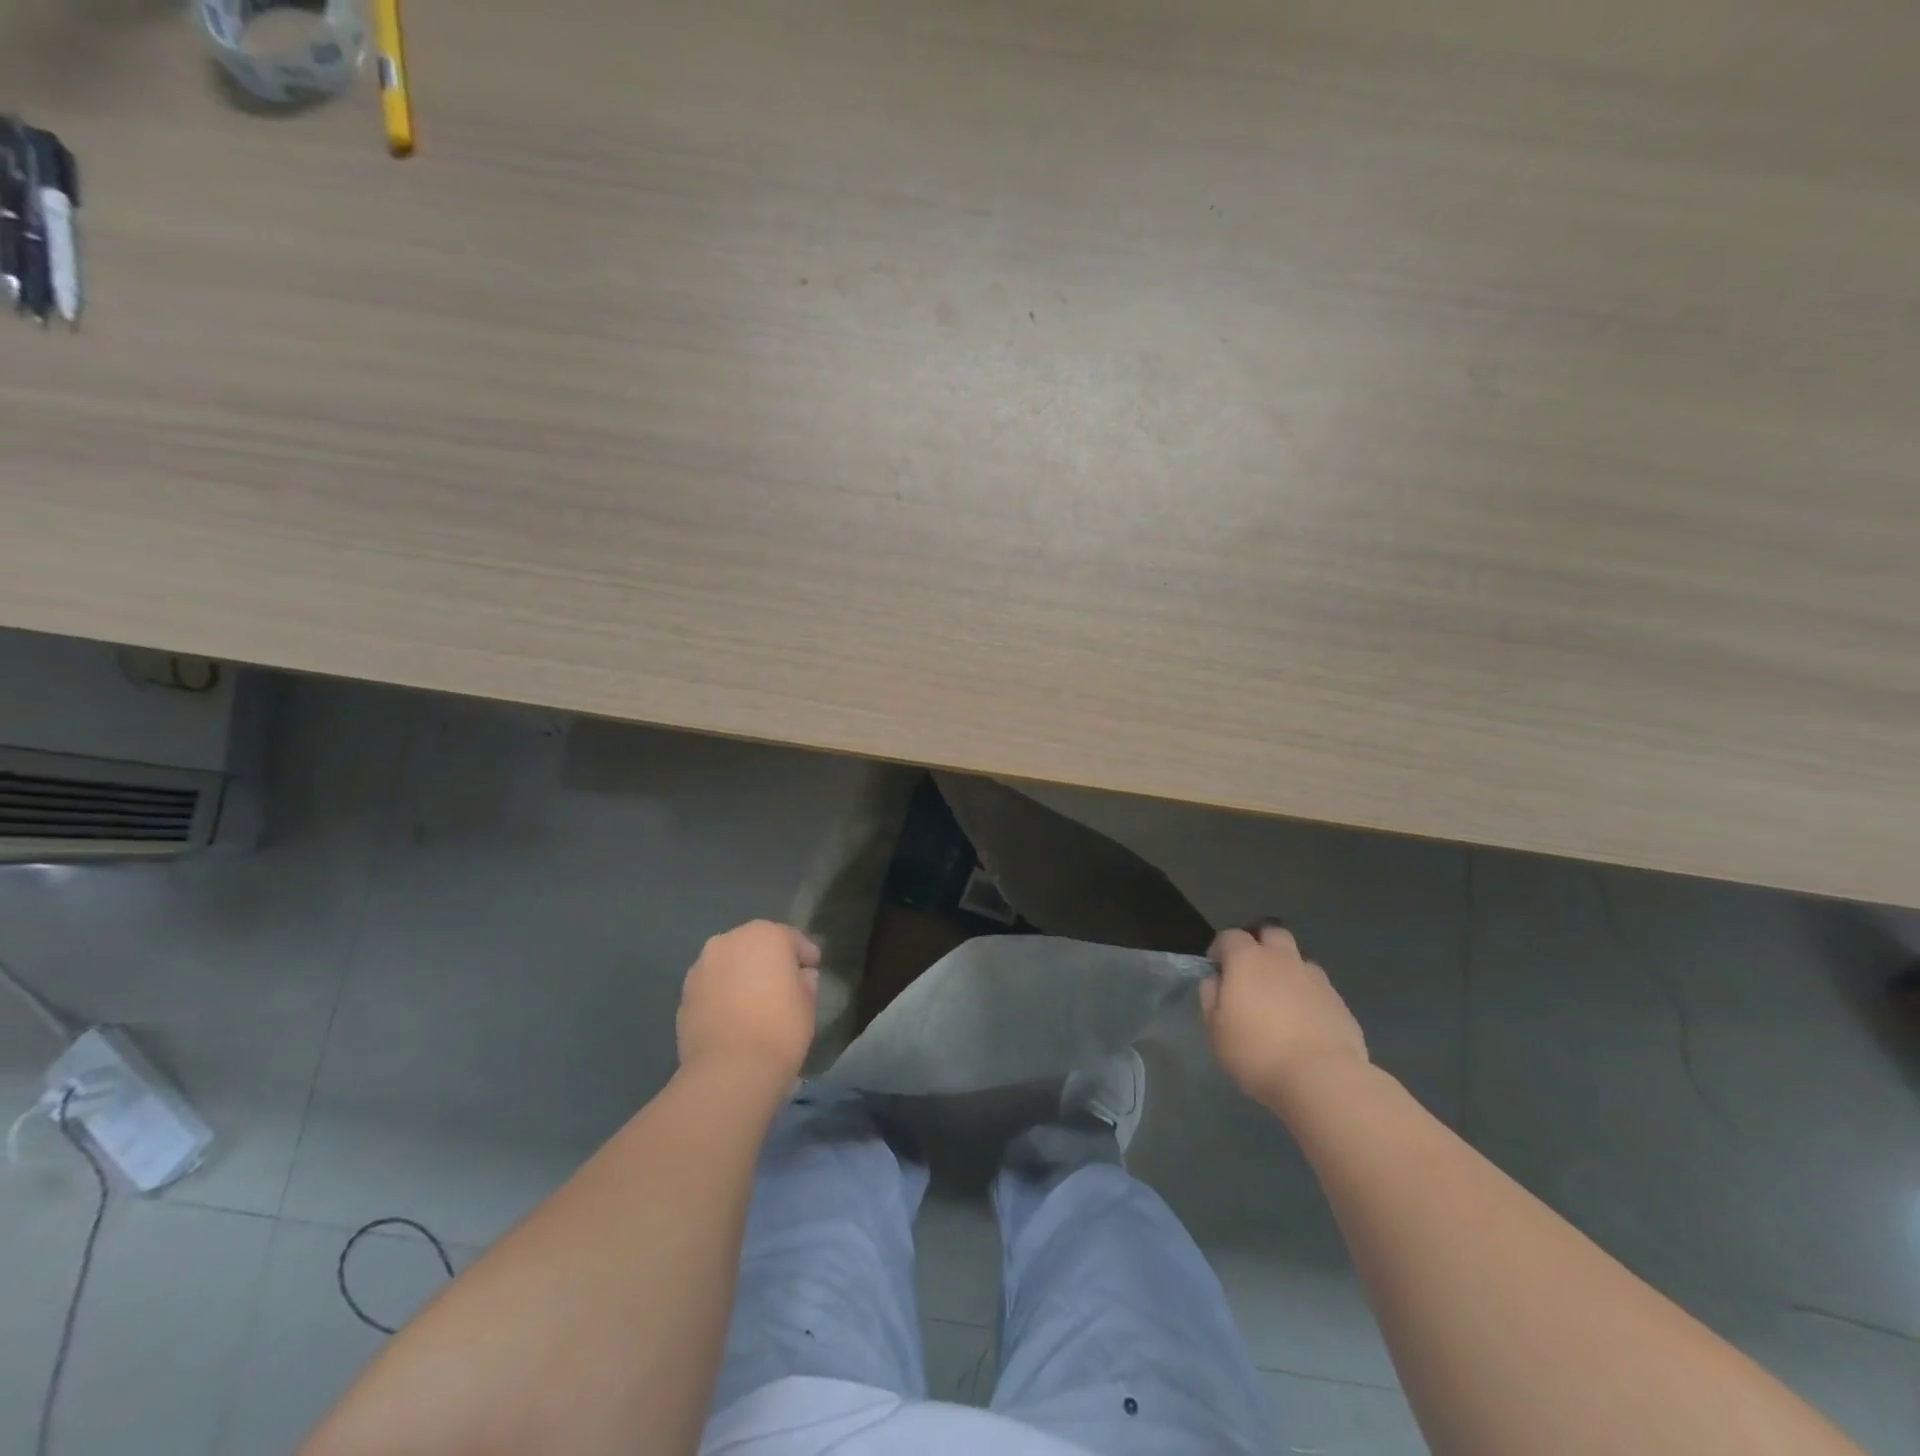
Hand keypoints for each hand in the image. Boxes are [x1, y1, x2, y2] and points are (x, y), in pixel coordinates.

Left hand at [676, 920, 820, 1088]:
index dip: (804, 956)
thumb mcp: (808, 1003)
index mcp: (765, 934)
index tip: (812, 971)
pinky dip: (722, 994)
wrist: (730, 1070)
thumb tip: (800, 977)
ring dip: (741, 975)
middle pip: (755, 945)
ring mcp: (702, 967)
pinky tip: (732, 1017)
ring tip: (753, 1002)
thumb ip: (805, 982)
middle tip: (782, 985)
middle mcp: (729, 941)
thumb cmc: (780, 1028)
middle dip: (768, 960)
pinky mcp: (684, 994)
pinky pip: (712, 987)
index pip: (791, 939)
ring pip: (729, 964)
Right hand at [1201, 921, 1368, 1107]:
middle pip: (1272, 933)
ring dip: (1288, 972)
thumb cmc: (1257, 1052)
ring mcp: (1316, 980)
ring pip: (1299, 961)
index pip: (1230, 936)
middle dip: (1260, 944)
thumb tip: (1216, 980)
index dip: (1220, 948)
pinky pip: (1319, 989)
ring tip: (1281, 1002)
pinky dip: (1309, 998)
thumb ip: (1210, 997)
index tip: (1216, 969)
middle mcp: (1283, 960)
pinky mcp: (1340, 1003)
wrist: (1322, 1078)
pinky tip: (1305, 1025)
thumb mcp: (1216, 1030)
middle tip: (1252, 973)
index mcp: (1248, 960)